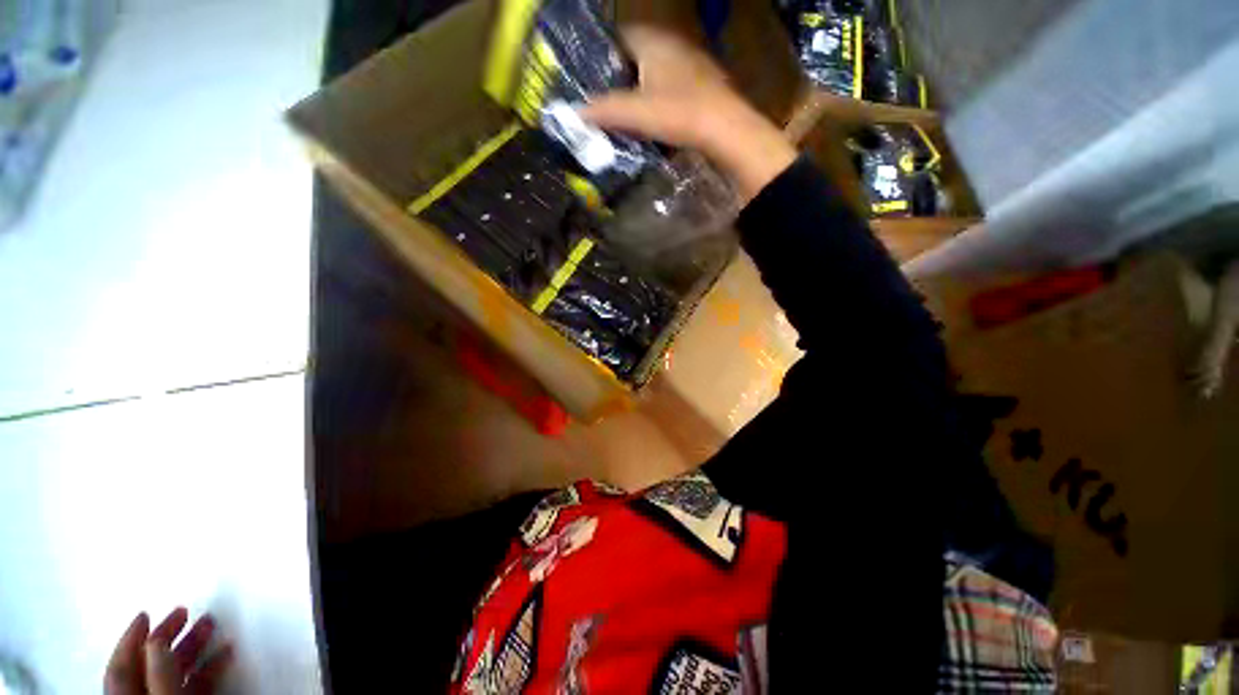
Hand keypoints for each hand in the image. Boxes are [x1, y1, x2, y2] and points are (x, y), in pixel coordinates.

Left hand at [105, 608, 233, 694]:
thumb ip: (157, 676)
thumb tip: (155, 639)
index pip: (121, 665)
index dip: (131, 638)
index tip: (148, 611)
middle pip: (148, 666)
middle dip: (168, 636)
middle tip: (187, 611)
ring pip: (173, 673)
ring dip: (192, 647)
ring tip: (211, 625)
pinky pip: (193, 686)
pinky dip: (207, 667)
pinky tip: (223, 654)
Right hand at [580, 26, 796, 201]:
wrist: (726, 129)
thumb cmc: (678, 113)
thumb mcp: (635, 113)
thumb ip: (604, 110)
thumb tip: (576, 113)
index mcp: (653, 41)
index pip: (619, 36)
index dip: (603, 55)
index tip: (591, 79)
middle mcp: (672, 44)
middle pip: (638, 56)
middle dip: (621, 78)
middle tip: (607, 102)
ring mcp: (691, 63)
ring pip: (656, 73)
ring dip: (642, 92)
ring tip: (628, 116)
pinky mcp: (703, 85)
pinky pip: (672, 89)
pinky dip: (660, 102)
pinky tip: (655, 122)